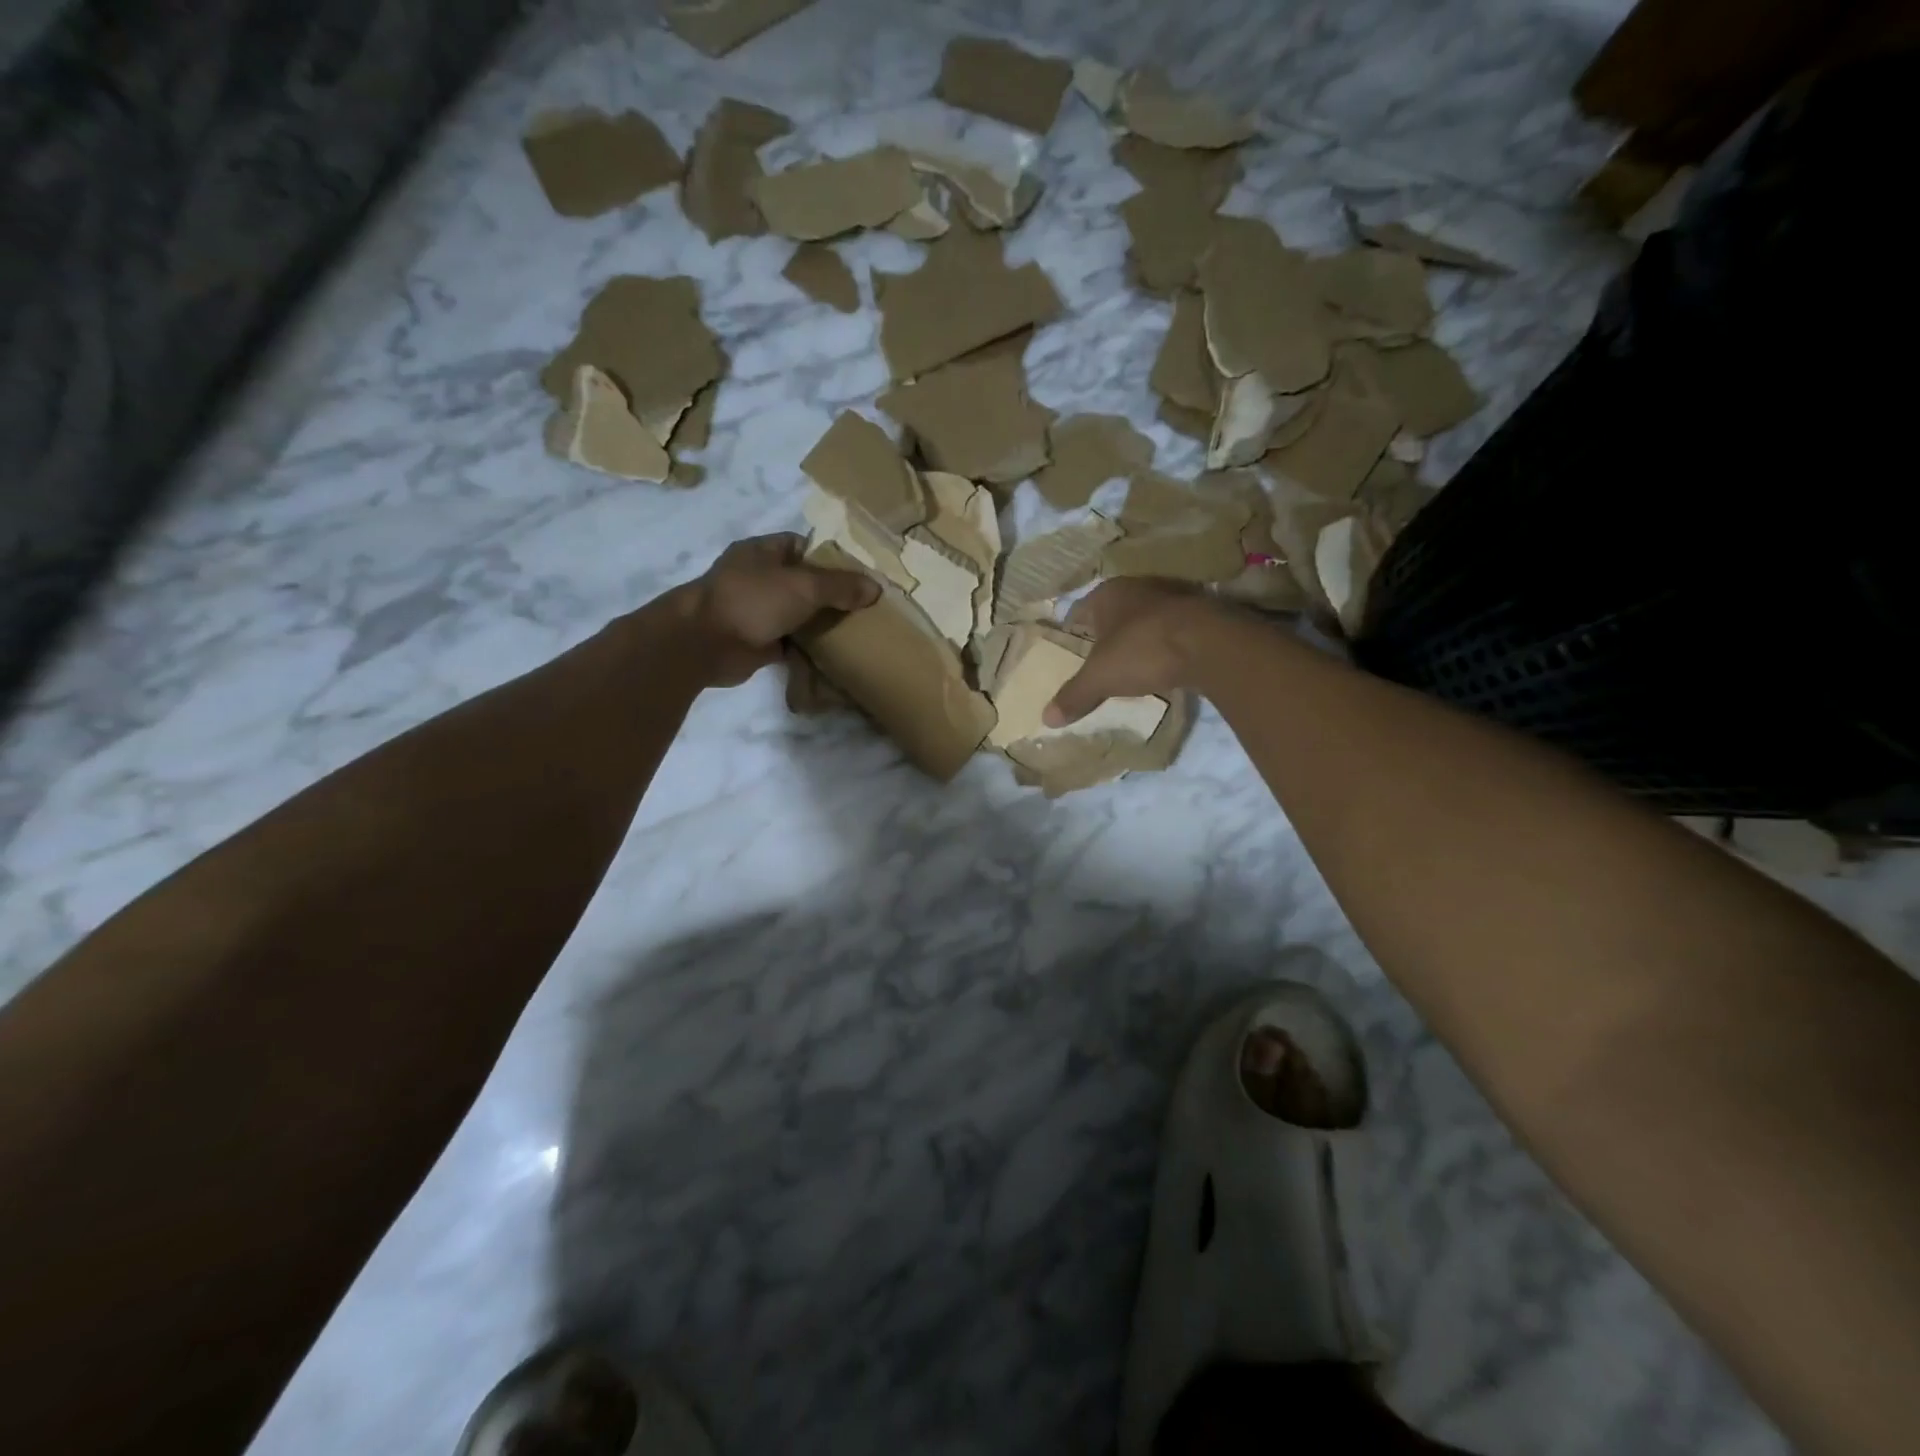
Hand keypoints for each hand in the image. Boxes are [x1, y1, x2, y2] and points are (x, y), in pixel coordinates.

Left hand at [675, 533, 878, 686]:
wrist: (705, 643)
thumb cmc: (752, 600)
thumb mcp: (804, 585)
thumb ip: (840, 586)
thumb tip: (876, 588)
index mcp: (764, 552)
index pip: (804, 546)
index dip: (832, 558)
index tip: (861, 575)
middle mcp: (759, 578)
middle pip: (804, 583)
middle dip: (832, 595)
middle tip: (866, 608)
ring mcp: (757, 611)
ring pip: (799, 614)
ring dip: (822, 624)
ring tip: (857, 632)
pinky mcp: (758, 642)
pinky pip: (792, 643)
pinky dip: (809, 650)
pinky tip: (836, 656)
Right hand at [1045, 578, 1225, 725]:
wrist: (1210, 643)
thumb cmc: (1143, 650)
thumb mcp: (1100, 678)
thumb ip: (1074, 696)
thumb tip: (1045, 718)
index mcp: (1107, 594)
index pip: (1079, 610)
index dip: (1072, 630)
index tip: (1068, 647)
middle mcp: (1138, 587)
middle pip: (1113, 612)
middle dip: (1105, 633)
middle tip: (1096, 658)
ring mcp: (1172, 598)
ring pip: (1144, 618)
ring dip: (1137, 637)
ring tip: (1130, 663)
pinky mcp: (1200, 614)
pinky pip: (1172, 629)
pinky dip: (1164, 644)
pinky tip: (1163, 664)